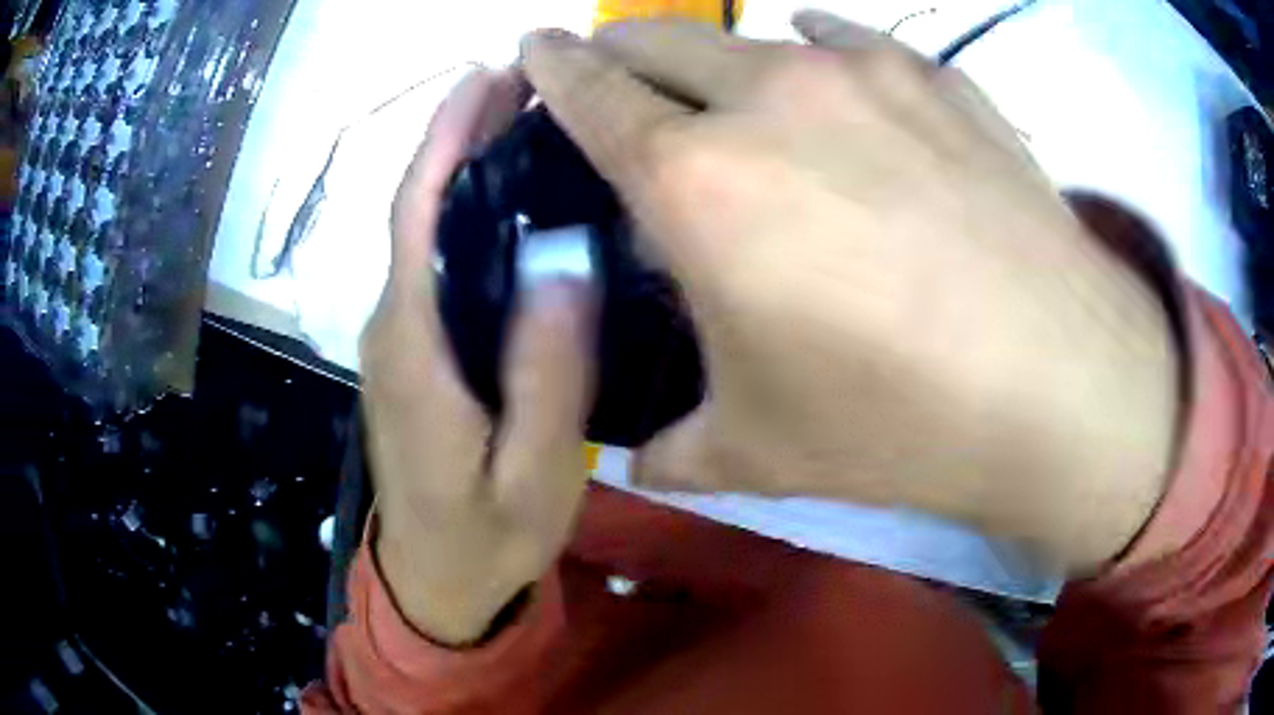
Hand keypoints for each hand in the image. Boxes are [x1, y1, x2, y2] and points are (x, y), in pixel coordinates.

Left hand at [360, 68, 595, 644]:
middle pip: (417, 208)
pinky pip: (437, 259)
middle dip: (459, 136)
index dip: (443, 140)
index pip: (415, 217)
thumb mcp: (531, 475)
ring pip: (426, 228)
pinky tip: (517, 197)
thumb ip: (546, 378)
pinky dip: (468, 210)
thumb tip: (566, 264)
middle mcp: (394, 326)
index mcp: (414, 349)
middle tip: (526, 83)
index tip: (485, 80)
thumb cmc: (485, 537)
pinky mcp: (416, 348)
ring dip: (465, 165)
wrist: (436, 578)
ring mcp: (401, 336)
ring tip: (528, 119)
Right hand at [523, 12, 1177, 569]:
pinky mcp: (938, 78)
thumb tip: (636, 458)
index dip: (553, 65)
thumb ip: (671, 447)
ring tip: (740, 101)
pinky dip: (821, 53)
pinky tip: (838, 85)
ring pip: (756, 36)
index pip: (589, 92)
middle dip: (621, 48)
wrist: (1059, 384)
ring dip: (724, 59)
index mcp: (697, 181)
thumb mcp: (755, 451)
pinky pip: (850, 41)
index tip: (535, 48)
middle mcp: (768, 98)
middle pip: (660, 40)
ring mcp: (864, 73)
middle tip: (618, 73)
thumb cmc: (897, 422)